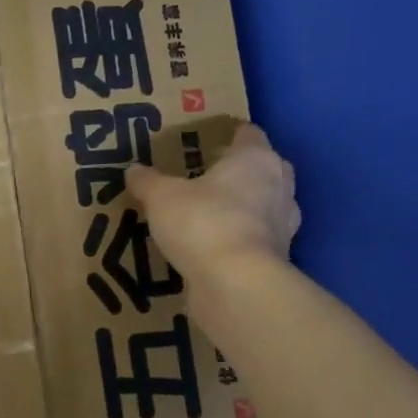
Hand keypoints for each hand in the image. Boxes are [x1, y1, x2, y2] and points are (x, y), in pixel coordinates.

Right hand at [126, 121, 301, 278]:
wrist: (235, 282)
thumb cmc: (203, 222)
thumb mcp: (161, 197)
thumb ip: (148, 181)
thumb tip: (133, 170)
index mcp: (255, 159)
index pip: (248, 134)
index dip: (230, 135)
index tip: (209, 141)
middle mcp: (279, 185)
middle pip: (262, 168)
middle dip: (239, 172)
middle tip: (206, 178)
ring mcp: (284, 224)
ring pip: (264, 205)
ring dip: (243, 208)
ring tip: (209, 215)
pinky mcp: (278, 258)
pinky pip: (256, 239)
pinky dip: (240, 240)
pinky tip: (213, 248)